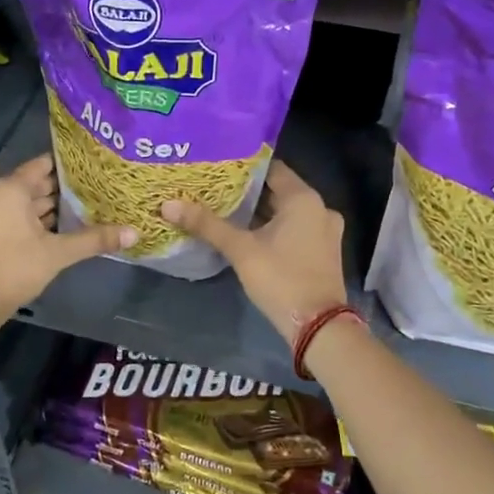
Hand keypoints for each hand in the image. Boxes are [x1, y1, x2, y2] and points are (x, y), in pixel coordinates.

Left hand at [0, 154, 133, 318]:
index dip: (68, 166)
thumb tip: (135, 233)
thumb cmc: (15, 268)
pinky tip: (55, 231)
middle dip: (61, 189)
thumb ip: (95, 239)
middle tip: (94, 190)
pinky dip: (32, 220)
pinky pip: (12, 216)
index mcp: (11, 189)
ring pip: (22, 202)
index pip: (43, 165)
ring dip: (47, 207)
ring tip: (81, 210)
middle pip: (33, 183)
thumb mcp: (58, 253)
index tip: (93, 168)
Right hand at [163, 162, 346, 343]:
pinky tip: (249, 235)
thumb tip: (168, 205)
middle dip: (248, 192)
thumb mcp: (241, 250)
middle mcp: (320, 208)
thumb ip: (207, 225)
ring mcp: (325, 231)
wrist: (318, 326)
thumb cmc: (281, 278)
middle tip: (215, 189)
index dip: (244, 167)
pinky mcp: (324, 251)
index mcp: (304, 199)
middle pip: (279, 190)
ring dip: (260, 212)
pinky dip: (274, 228)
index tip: (218, 167)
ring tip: (226, 210)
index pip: (271, 168)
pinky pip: (295, 229)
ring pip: (286, 212)